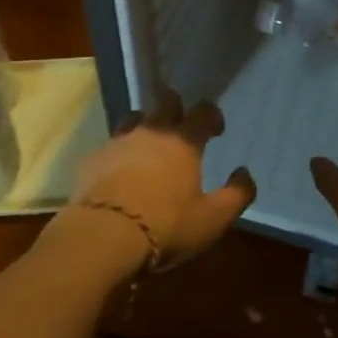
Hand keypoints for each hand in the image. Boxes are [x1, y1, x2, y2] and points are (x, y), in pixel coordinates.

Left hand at [60, 90, 255, 272]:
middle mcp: (152, 132)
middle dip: (176, 108)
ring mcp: (119, 142)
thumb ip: (236, 195)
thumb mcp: (212, 219)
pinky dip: (118, 152)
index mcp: (184, 142)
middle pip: (165, 102)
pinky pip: (109, 145)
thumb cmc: (166, 225)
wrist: (104, 235)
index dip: (212, 115)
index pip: (203, 111)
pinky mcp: (93, 159)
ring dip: (145, 125)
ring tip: (148, 145)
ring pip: (134, 118)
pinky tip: (118, 171)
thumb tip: (245, 173)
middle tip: (180, 126)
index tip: (215, 130)